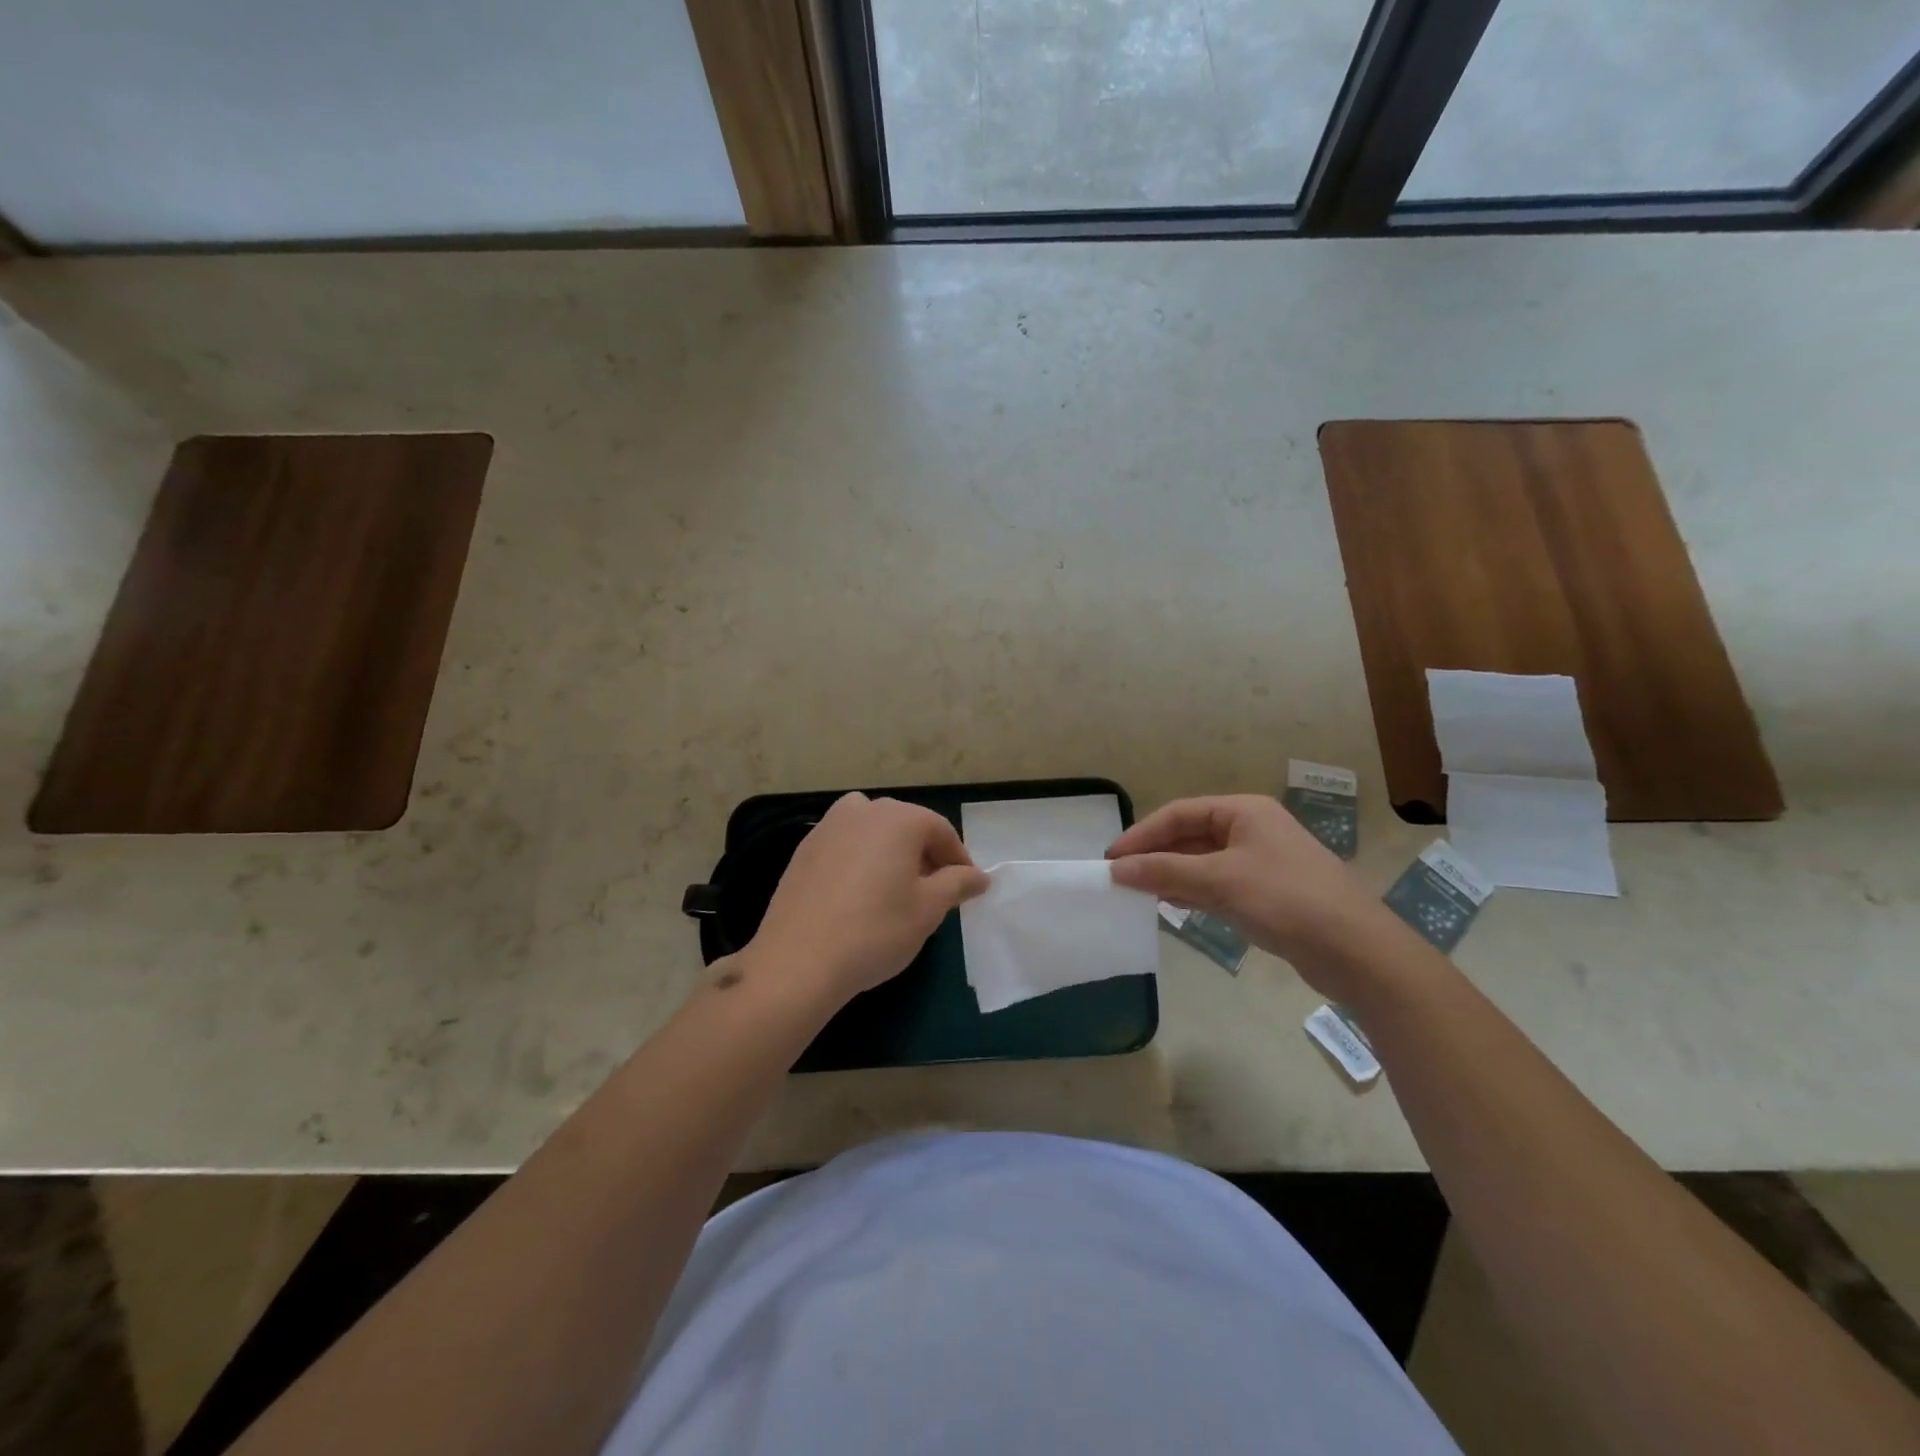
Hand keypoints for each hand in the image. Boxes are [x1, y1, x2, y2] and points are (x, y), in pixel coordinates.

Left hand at [745, 793, 989, 1007]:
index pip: (941, 830)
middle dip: (925, 854)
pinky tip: (858, 895)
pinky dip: (860, 860)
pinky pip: (845, 845)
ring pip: (872, 831)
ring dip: (890, 852)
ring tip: (895, 890)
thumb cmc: (875, 931)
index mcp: (899, 818)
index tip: (966, 888)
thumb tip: (979, 876)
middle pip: (906, 825)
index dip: (958, 859)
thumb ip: (957, 884)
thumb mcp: (928, 910)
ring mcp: (828, 827)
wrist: (798, 961)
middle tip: (934, 892)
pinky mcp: (804, 849)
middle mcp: (863, 810)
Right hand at [1107, 795, 1395, 992]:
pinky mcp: (1266, 893)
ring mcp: (1260, 862)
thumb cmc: (1286, 900)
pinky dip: (1192, 892)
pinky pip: (1217, 884)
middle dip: (1155, 855)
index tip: (1112, 859)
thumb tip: (1117, 869)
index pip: (1179, 814)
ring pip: (1202, 862)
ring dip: (1170, 875)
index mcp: (1243, 812)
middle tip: (1120, 878)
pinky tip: (1172, 906)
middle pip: (1190, 836)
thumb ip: (1165, 871)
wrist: (1357, 951)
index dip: (1142, 834)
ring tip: (1138, 894)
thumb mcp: (1219, 880)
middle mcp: (1251, 830)